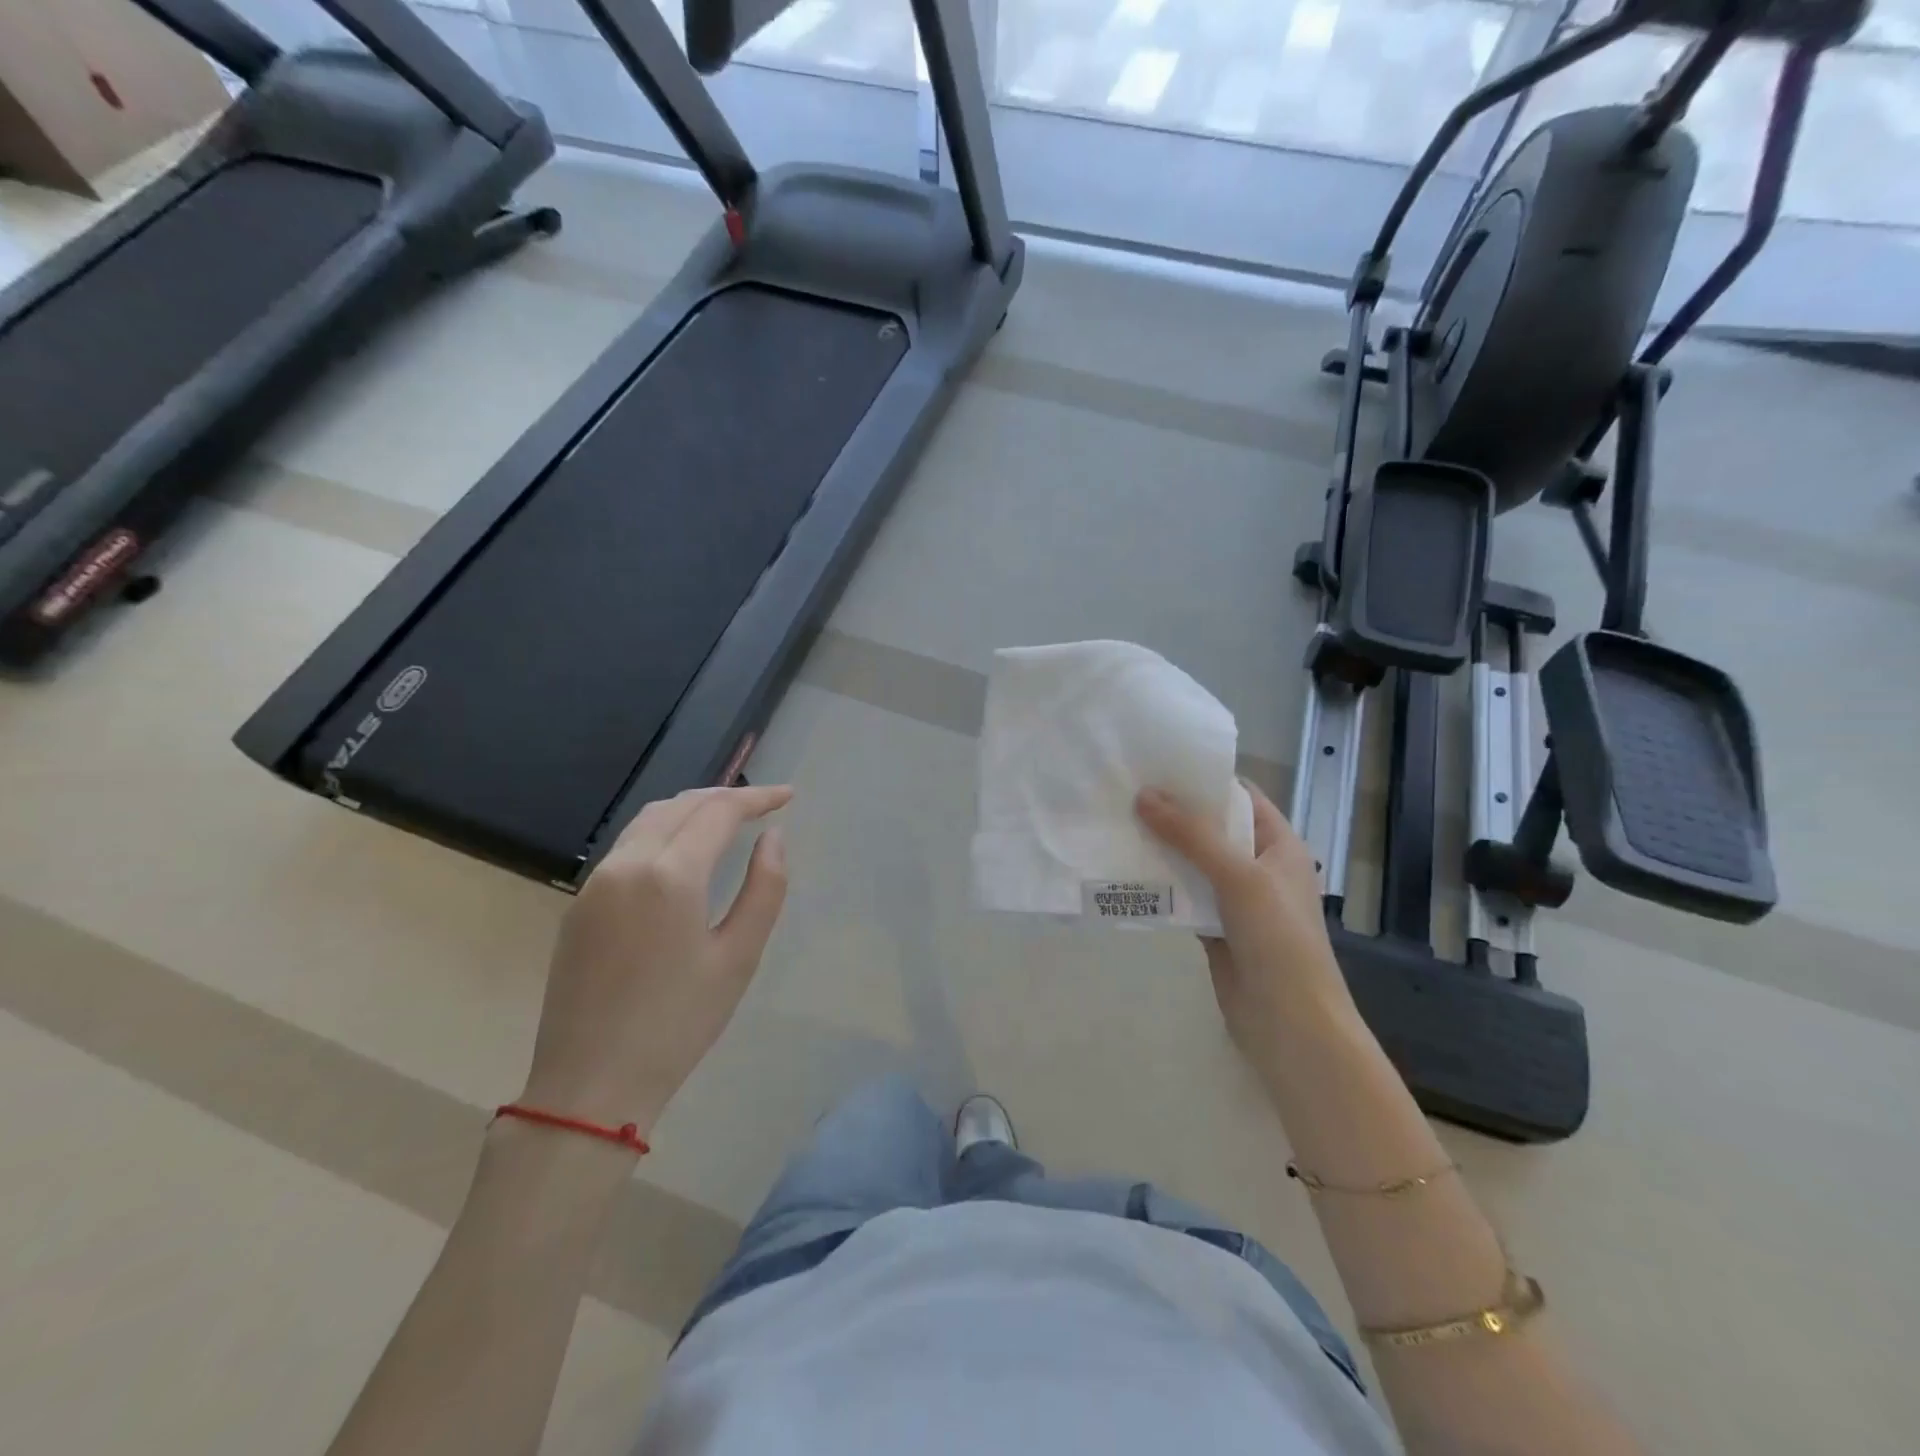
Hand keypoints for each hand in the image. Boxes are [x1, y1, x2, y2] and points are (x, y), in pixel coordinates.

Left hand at [520, 785, 792, 1134]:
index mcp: (670, 875)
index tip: (788, 796)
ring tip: (727, 818)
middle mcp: (627, 864)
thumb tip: (773, 838)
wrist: (591, 1085)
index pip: (718, 811)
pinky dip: (663, 831)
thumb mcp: (739, 957)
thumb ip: (764, 888)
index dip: (757, 798)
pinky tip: (682, 851)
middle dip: (725, 797)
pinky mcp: (579, 904)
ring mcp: (596, 882)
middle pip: (681, 805)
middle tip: (763, 804)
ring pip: (648, 819)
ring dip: (691, 809)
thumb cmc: (679, 1023)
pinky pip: (627, 846)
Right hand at [1137, 781, 1349, 1074]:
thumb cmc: (1279, 940)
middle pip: (1212, 829)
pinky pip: (1184, 896)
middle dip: (1174, 812)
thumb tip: (1144, 795)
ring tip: (1117, 824)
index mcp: (1279, 845)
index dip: (1204, 780)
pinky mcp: (1214, 928)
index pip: (1241, 797)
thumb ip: (1192, 835)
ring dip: (1162, 848)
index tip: (1159, 764)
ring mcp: (1235, 900)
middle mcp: (1258, 867)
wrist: (1290, 1024)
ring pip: (1193, 863)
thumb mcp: (1239, 877)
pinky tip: (1126, 872)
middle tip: (1126, 791)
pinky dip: (1160, 885)